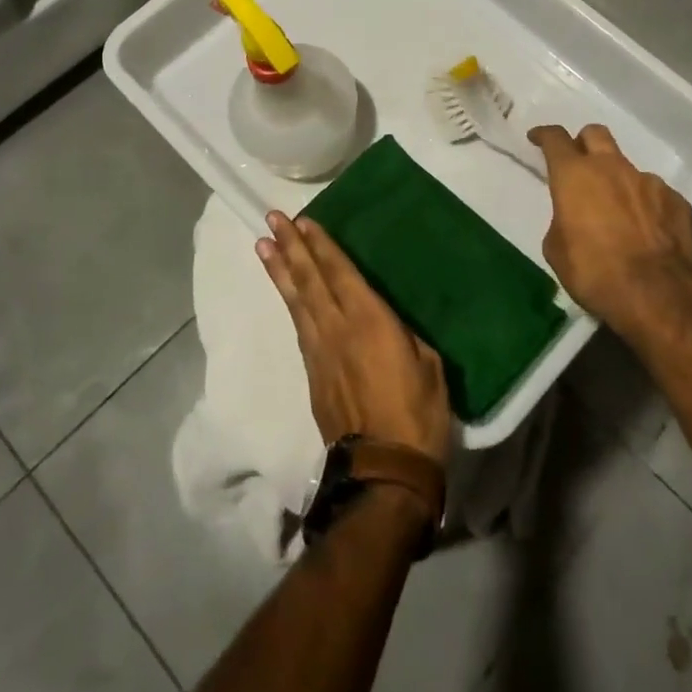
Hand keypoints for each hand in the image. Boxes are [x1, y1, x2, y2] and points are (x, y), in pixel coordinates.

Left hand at [256, 213, 452, 464]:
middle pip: (309, 281)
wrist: (385, 471)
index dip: (320, 246)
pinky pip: (299, 328)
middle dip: (291, 248)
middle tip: (272, 219)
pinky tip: (287, 294)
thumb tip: (389, 322)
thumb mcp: (427, 363)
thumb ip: (403, 333)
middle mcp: (337, 329)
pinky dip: (290, 304)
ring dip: (280, 272)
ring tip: (263, 246)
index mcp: (369, 320)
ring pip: (296, 302)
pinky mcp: (313, 376)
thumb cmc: (418, 413)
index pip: (339, 272)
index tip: (302, 222)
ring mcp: (320, 353)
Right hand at [528, 124, 691, 334]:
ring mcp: (647, 181)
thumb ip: (562, 221)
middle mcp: (611, 168)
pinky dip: (644, 204)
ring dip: (616, 180)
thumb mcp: (557, 250)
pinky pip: (654, 193)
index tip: (537, 137)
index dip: (544, 135)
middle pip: (595, 134)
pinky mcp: (676, 200)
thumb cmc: (594, 272)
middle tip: (578, 162)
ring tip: (616, 210)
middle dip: (583, 143)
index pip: (555, 139)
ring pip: (626, 167)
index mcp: (575, 175)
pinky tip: (646, 229)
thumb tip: (573, 219)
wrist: (657, 294)